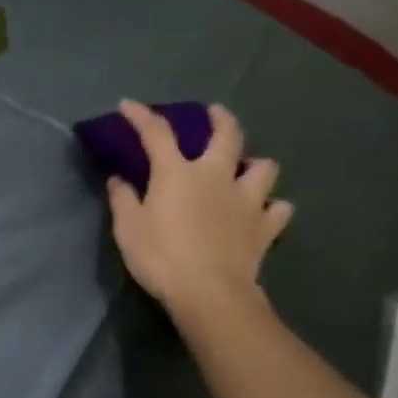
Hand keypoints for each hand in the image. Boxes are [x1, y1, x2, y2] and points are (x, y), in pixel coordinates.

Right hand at [106, 101, 292, 319]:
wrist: (208, 292)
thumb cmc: (161, 257)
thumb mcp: (128, 229)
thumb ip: (123, 200)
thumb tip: (118, 179)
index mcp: (177, 174)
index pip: (157, 134)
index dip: (141, 116)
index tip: (128, 105)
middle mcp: (216, 176)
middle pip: (227, 134)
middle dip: (220, 118)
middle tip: (215, 113)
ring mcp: (247, 200)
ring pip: (264, 167)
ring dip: (255, 165)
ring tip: (245, 171)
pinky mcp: (265, 227)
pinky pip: (279, 209)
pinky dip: (272, 207)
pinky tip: (264, 212)